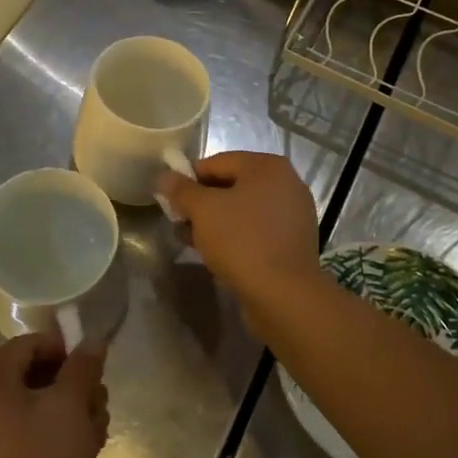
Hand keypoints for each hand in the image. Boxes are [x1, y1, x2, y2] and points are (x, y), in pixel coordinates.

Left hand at [0, 325, 108, 457]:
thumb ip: (82, 367)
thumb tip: (93, 339)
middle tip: (100, 405)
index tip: (93, 373)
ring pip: (31, 407)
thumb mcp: (70, 407)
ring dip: (67, 412)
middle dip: (71, 386)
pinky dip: (51, 436)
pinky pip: (23, 435)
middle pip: (30, 375)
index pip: (28, 345)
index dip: (64, 352)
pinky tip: (83, 452)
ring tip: (97, 432)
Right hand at [158, 151, 321, 336]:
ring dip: (214, 223)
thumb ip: (181, 190)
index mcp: (268, 166)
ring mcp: (292, 215)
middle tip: (178, 222)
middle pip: (231, 186)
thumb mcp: (203, 210)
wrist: (284, 295)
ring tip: (190, 241)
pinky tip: (215, 255)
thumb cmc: (242, 241)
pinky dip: (235, 237)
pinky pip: (256, 231)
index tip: (169, 200)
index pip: (217, 162)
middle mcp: (286, 184)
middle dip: (201, 204)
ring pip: (242, 211)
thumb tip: (165, 177)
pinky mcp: (292, 243)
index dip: (188, 178)